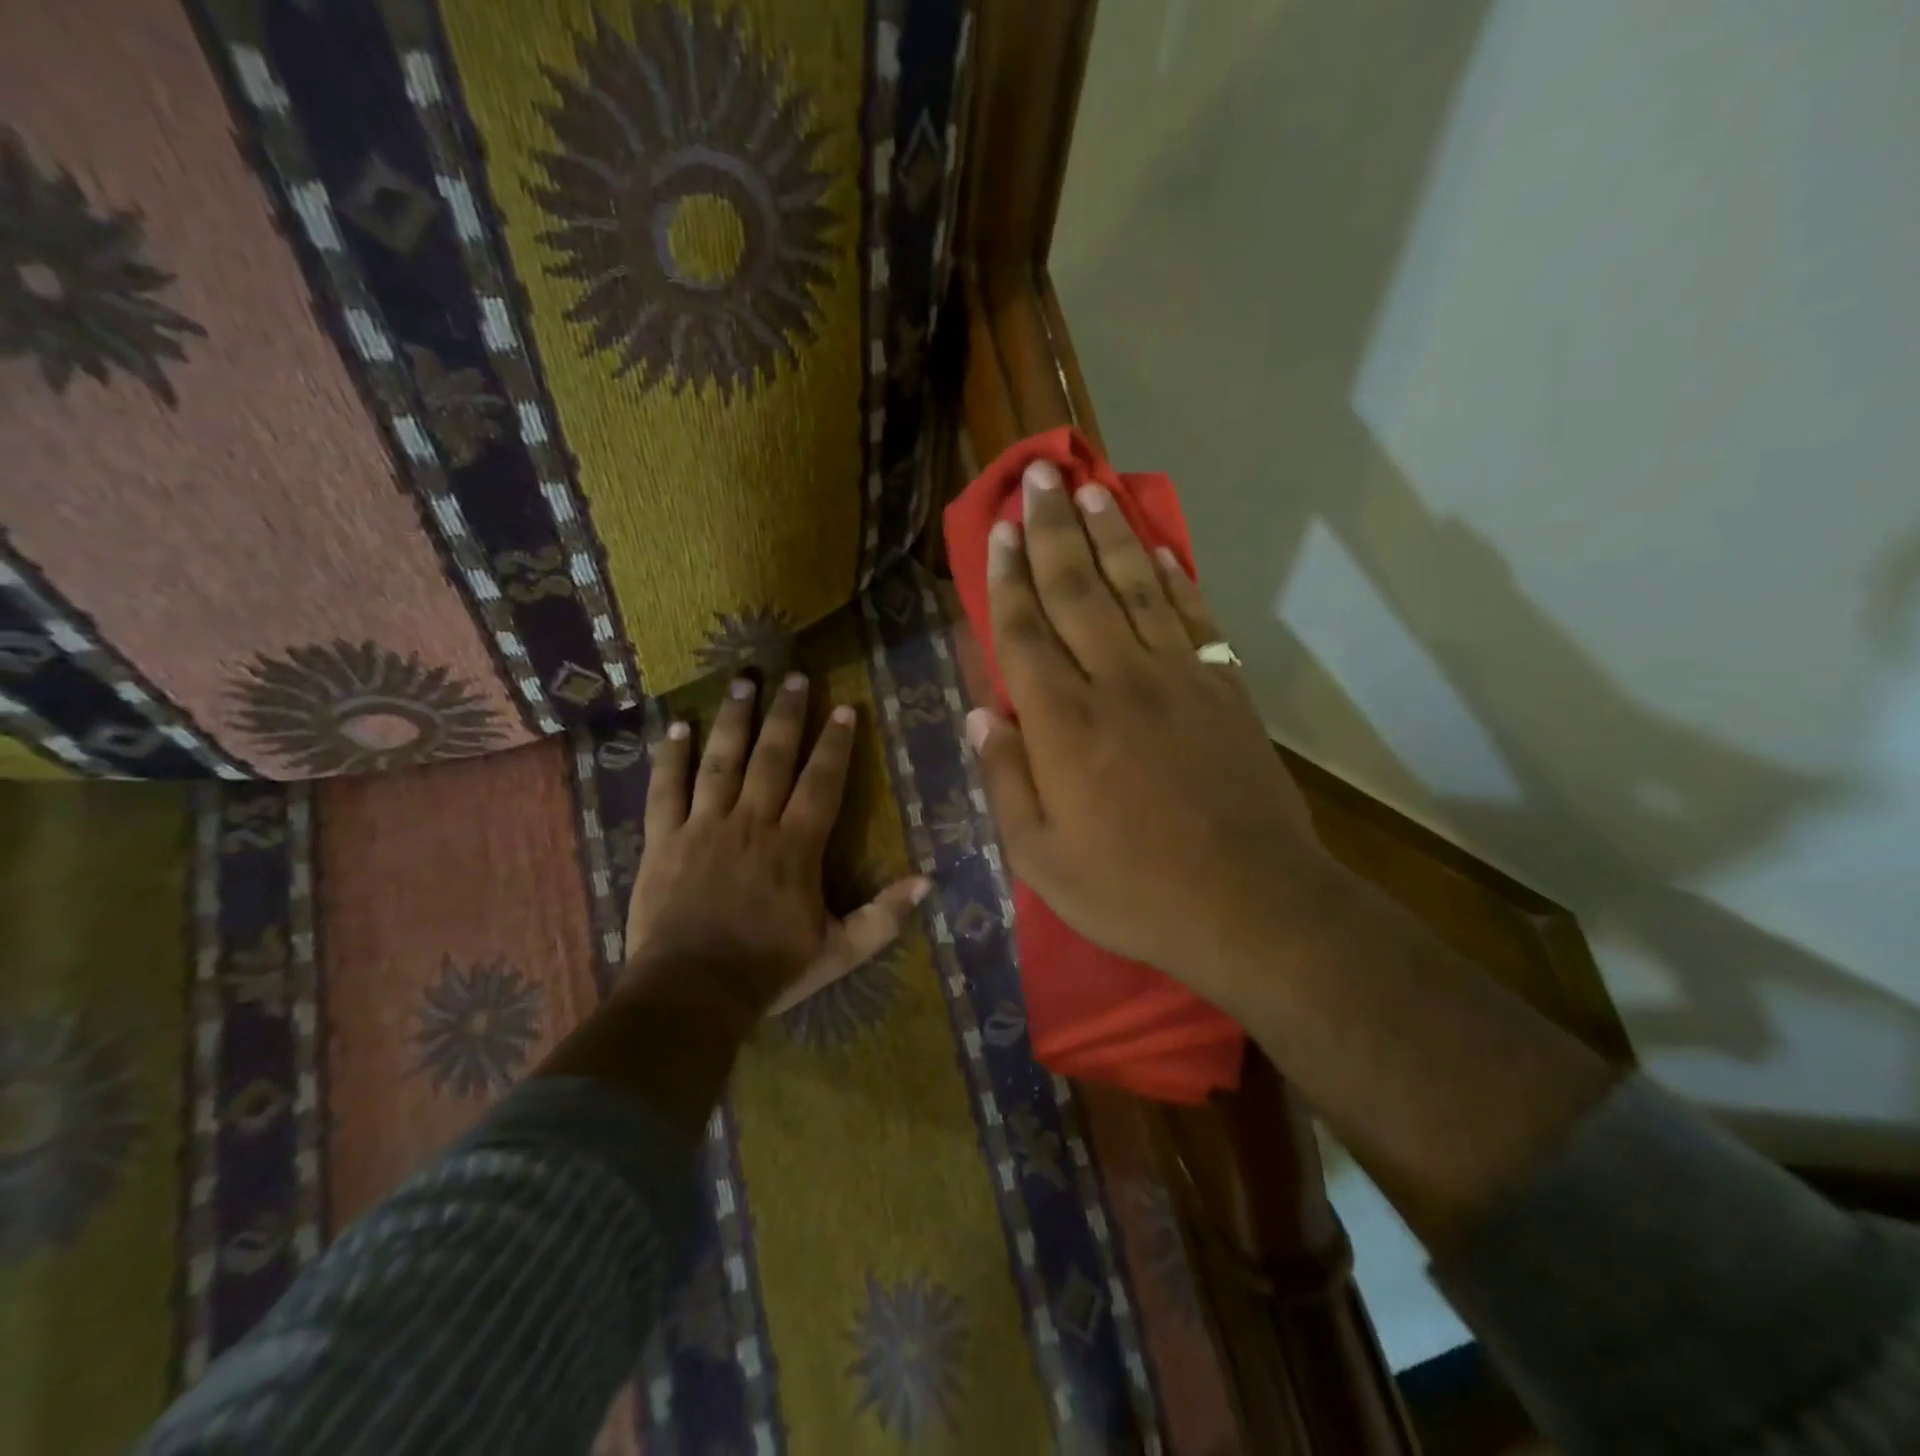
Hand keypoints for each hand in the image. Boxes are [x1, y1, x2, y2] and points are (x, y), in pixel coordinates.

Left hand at [621, 672, 928, 1027]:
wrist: (692, 993)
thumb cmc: (770, 970)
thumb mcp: (839, 952)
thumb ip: (884, 916)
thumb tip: (927, 882)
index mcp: (795, 847)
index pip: (821, 782)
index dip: (835, 744)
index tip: (844, 709)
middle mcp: (752, 823)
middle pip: (772, 757)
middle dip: (787, 714)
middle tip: (795, 677)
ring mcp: (704, 827)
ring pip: (721, 761)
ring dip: (734, 719)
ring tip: (743, 681)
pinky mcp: (663, 840)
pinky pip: (666, 789)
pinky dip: (671, 757)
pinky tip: (676, 726)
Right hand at [968, 460, 1342, 1015]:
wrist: (1250, 904)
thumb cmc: (1133, 890)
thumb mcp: (1042, 858)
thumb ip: (1006, 782)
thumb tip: (981, 715)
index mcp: (1064, 725)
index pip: (1024, 633)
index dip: (1008, 578)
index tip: (1000, 531)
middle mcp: (1116, 682)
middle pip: (1077, 591)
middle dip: (1053, 531)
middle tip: (1039, 476)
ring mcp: (1178, 679)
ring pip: (1135, 588)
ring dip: (1111, 535)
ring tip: (1091, 490)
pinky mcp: (1224, 690)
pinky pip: (1193, 618)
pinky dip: (1174, 578)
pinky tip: (1160, 549)